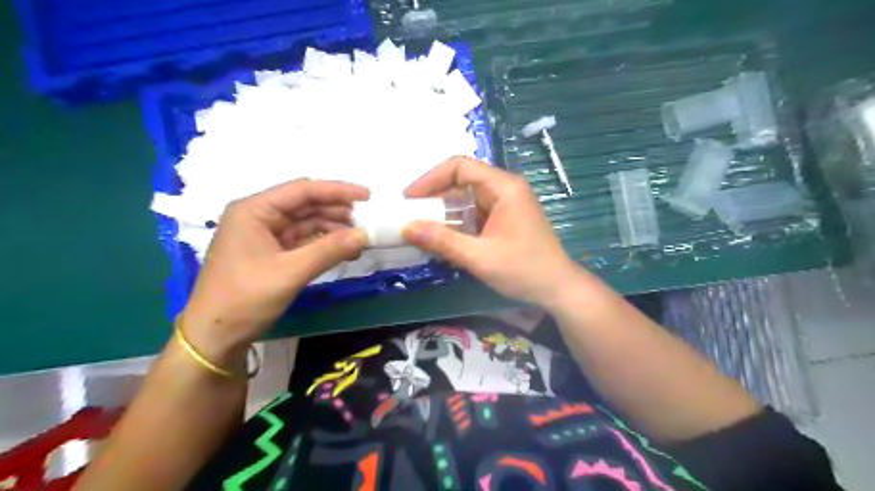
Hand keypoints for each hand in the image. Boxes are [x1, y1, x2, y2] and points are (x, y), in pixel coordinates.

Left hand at [183, 178, 366, 360]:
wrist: (215, 337)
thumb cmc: (245, 298)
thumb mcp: (290, 272)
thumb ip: (329, 250)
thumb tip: (366, 234)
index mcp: (254, 210)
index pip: (302, 190)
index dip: (337, 190)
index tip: (368, 195)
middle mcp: (259, 216)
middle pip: (305, 205)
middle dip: (338, 211)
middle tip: (368, 221)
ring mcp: (264, 235)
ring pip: (307, 223)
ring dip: (334, 229)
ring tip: (361, 239)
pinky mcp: (271, 252)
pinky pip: (303, 240)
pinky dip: (324, 244)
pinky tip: (345, 250)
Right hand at [404, 158, 583, 308]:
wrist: (558, 289)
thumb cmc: (524, 270)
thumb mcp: (479, 257)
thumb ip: (442, 241)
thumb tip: (407, 228)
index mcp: (504, 187)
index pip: (460, 167)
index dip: (431, 178)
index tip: (409, 198)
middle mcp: (506, 188)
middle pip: (463, 180)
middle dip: (435, 196)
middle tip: (411, 214)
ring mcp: (507, 204)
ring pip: (467, 198)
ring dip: (444, 211)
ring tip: (421, 227)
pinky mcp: (505, 219)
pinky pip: (475, 212)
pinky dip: (457, 222)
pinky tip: (443, 238)